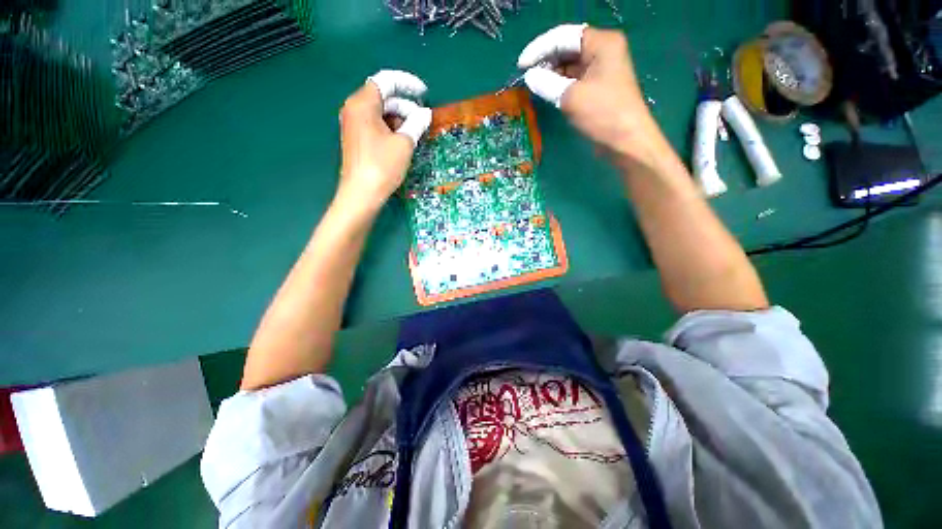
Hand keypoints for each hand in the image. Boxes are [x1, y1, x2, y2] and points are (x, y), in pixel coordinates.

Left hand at [337, 70, 431, 210]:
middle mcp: (354, 108)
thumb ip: (416, 123)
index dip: (407, 83)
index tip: (424, 93)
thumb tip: (425, 113)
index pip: (386, 81)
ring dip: (399, 118)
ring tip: (415, 133)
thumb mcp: (404, 144)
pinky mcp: (356, 137)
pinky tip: (403, 139)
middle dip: (405, 105)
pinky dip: (390, 127)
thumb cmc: (383, 166)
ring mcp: (353, 124)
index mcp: (363, 103)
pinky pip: (375, 124)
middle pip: (383, 97)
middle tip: (422, 120)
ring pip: (380, 112)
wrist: (362, 194)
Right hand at [518, 25, 661, 163]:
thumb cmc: (603, 114)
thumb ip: (547, 83)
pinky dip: (559, 84)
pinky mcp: (597, 88)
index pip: (564, 37)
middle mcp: (602, 51)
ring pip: (569, 65)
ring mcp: (600, 70)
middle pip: (567, 48)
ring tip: (533, 85)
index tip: (521, 65)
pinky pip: (573, 79)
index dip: (540, 48)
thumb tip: (529, 77)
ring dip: (551, 73)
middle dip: (545, 61)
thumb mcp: (571, 97)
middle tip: (526, 76)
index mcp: (602, 44)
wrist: (626, 142)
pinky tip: (546, 92)